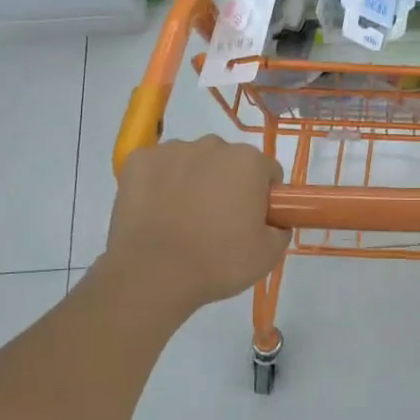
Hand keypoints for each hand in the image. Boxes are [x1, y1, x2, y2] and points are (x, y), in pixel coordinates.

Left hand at [105, 136, 289, 313]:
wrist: (153, 274)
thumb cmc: (217, 263)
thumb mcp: (268, 255)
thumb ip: (280, 228)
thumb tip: (274, 220)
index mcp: (248, 162)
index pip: (266, 172)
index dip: (262, 197)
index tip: (251, 221)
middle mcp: (212, 145)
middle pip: (228, 162)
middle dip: (226, 184)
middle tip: (216, 223)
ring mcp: (171, 150)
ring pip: (191, 162)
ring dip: (192, 181)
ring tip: (181, 221)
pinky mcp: (138, 160)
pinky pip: (157, 168)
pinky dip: (158, 183)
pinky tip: (155, 212)